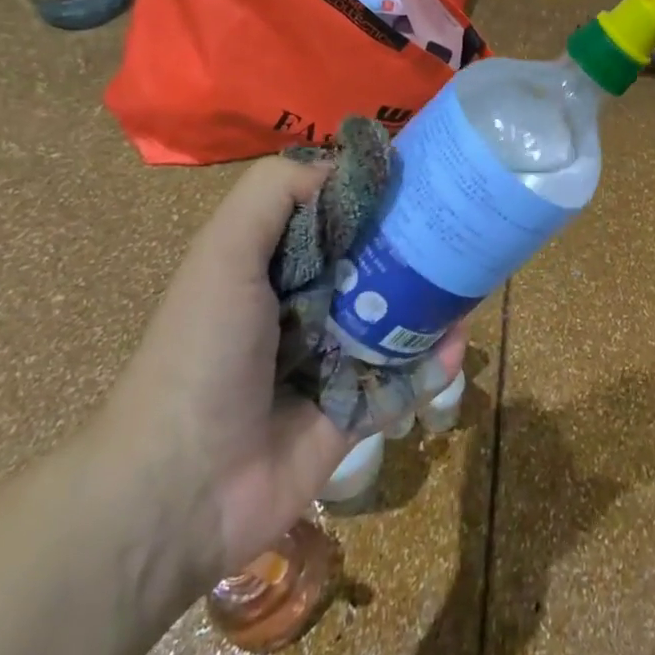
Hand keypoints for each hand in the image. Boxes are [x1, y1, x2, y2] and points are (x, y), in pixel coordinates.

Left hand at [87, 158, 462, 589]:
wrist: (180, 490)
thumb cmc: (203, 353)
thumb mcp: (224, 252)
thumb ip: (273, 193)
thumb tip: (342, 165)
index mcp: (274, 265)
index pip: (334, 215)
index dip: (374, 194)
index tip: (422, 175)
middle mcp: (306, 305)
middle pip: (373, 263)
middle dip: (416, 246)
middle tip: (463, 230)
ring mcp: (332, 360)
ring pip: (397, 318)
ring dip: (435, 301)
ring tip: (473, 283)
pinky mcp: (354, 409)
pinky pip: (403, 378)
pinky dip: (432, 362)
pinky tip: (454, 346)